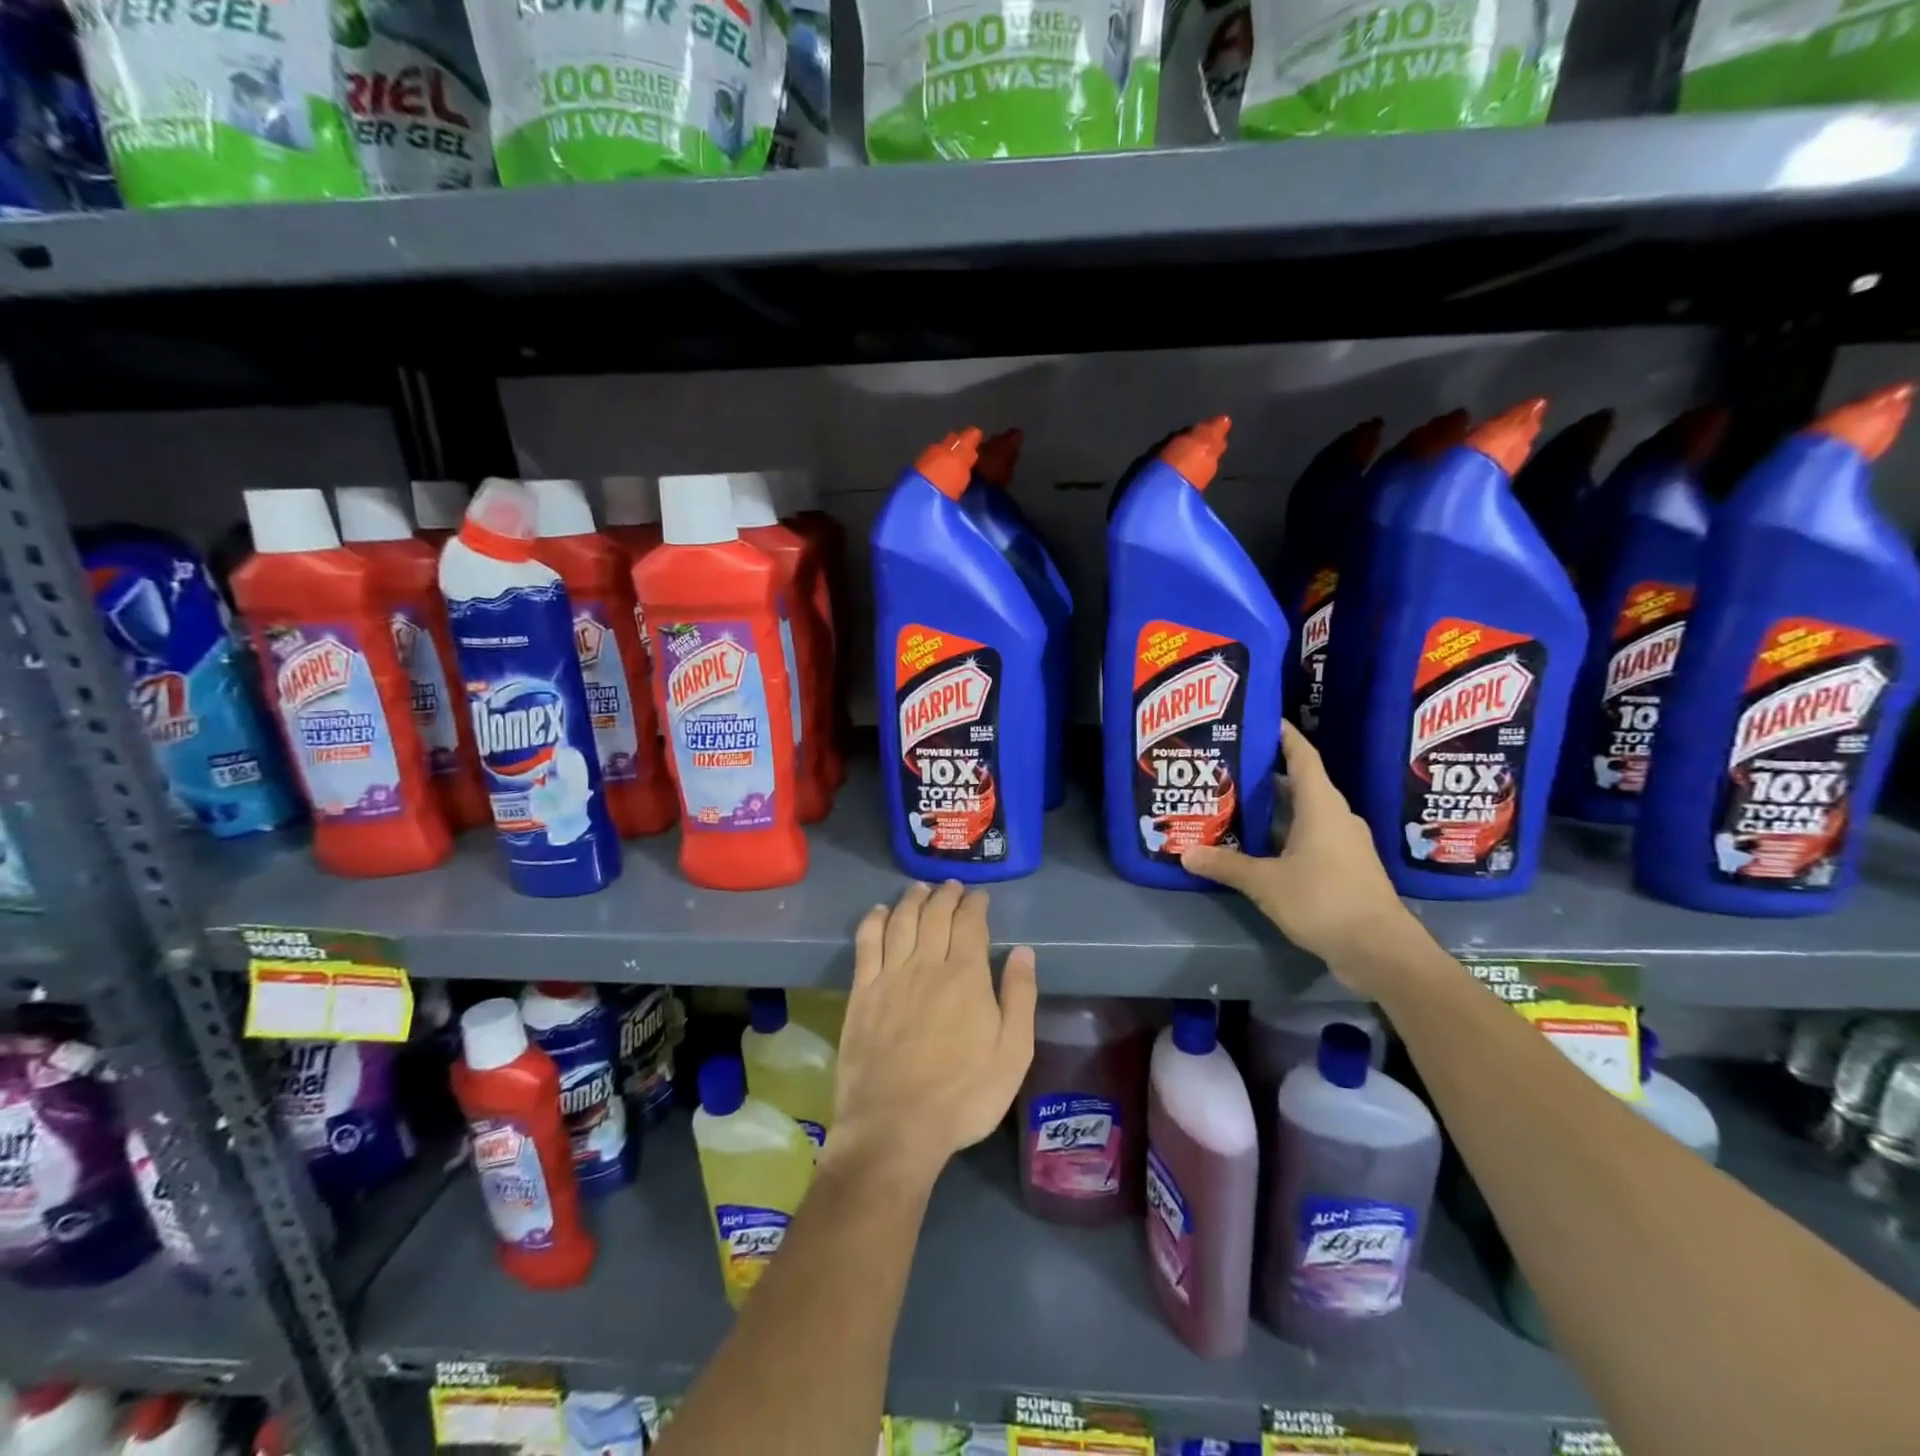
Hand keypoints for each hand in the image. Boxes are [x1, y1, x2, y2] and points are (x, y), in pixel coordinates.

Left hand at [832, 881, 1037, 1183]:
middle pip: (935, 914)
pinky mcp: (862, 993)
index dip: (975, 904)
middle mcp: (926, 964)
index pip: (970, 922)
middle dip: (946, 895)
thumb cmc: (963, 1095)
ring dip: (912, 900)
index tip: (979, 896)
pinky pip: (866, 943)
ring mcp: (890, 976)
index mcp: (966, 975)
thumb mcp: (1013, 1053)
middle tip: (951, 887)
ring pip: (901, 921)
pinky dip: (874, 921)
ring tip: (920, 889)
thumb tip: (1023, 952)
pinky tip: (879, 912)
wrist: (895, 1127)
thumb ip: (1020, 997)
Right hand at [1181, 723, 1416, 991]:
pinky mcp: (1344, 869)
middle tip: (1226, 769)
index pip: (1302, 756)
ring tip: (1232, 806)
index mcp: (1321, 806)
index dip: (1283, 736)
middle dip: (1264, 776)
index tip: (1259, 721)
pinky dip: (1282, 837)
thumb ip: (1226, 865)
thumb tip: (1186, 854)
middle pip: (1298, 785)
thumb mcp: (1266, 883)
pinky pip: (1308, 840)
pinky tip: (1255, 848)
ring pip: (1302, 815)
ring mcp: (1343, 844)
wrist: (1380, 950)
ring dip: (1271, 811)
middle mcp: (1335, 817)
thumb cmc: (1324, 900)